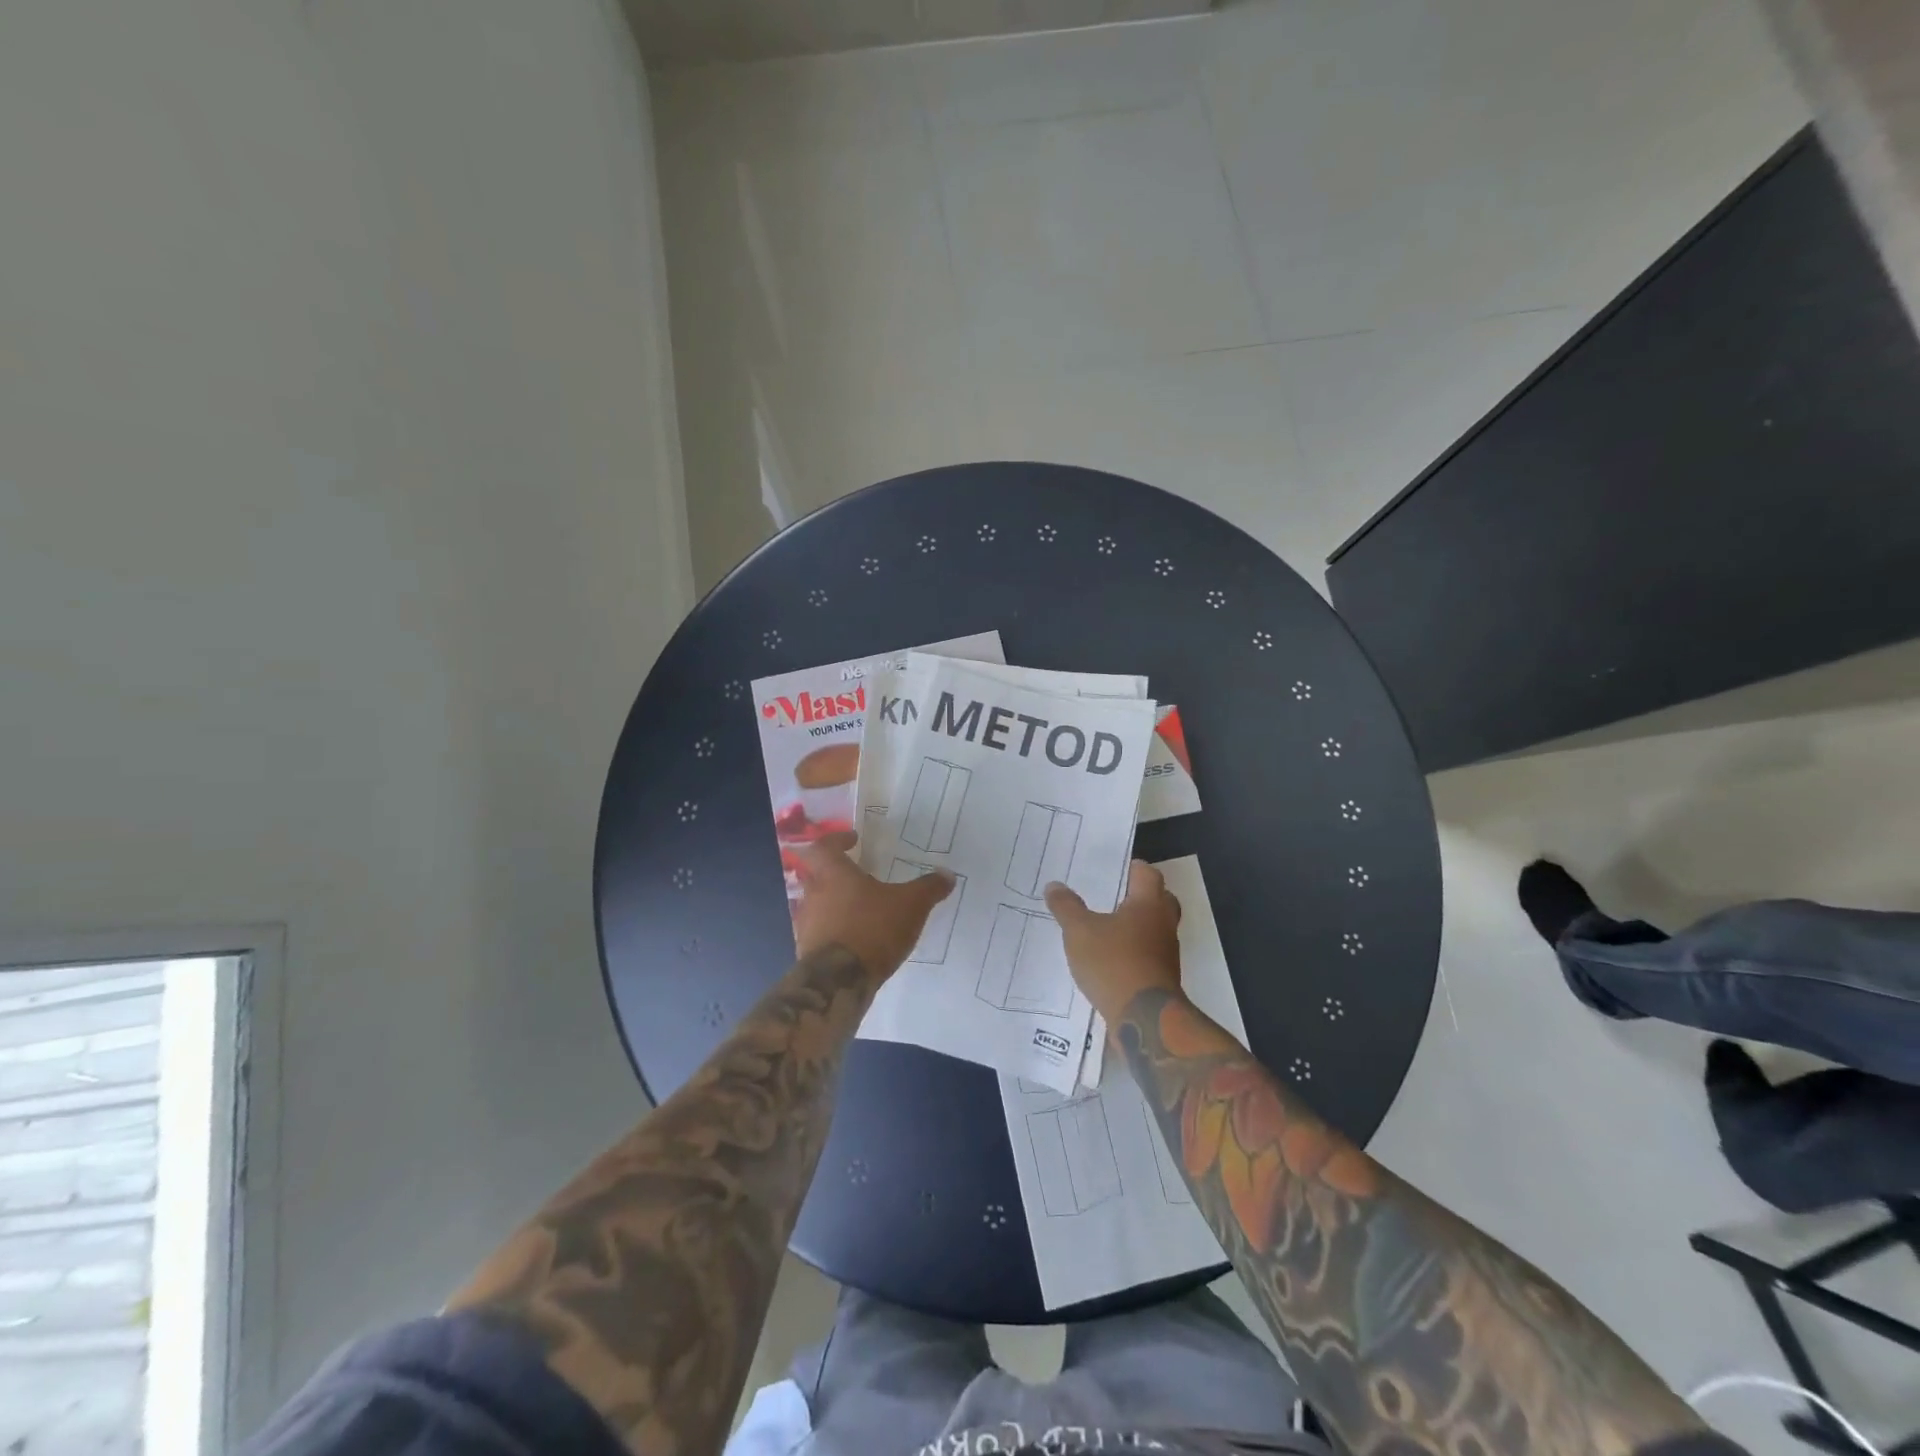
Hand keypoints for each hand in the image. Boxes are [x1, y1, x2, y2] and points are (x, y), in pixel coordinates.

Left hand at [793, 832, 954, 983]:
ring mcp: (806, 923)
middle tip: (859, 875)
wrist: (839, 982)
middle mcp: (813, 893)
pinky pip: (819, 930)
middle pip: (816, 874)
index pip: (824, 845)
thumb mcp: (911, 905)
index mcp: (833, 873)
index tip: (853, 840)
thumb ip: (928, 888)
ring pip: (817, 903)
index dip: (837, 839)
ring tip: (862, 909)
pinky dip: (834, 929)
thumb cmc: (873, 929)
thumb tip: (947, 874)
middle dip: (836, 872)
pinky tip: (856, 938)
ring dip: (834, 902)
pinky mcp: (806, 950)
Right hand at [1044, 860, 1182, 1022]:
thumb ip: (1066, 907)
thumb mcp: (1079, 932)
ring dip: (1136, 926)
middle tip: (1113, 896)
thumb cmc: (1114, 963)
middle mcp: (1163, 924)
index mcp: (1148, 904)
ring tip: (1106, 928)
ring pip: (1155, 929)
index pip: (1147, 873)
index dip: (1132, 868)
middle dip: (1139, 896)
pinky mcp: (1162, 978)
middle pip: (1159, 900)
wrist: (1144, 1019)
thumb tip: (1054, 885)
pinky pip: (1149, 955)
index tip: (1113, 869)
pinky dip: (1133, 952)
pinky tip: (1110, 959)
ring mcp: (1166, 953)